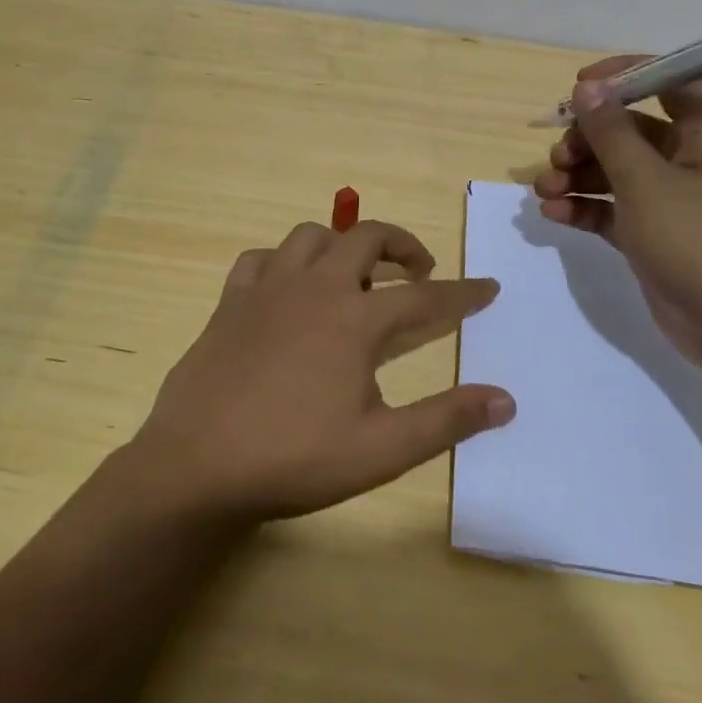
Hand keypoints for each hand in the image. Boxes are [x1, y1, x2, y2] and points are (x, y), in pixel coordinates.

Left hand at [122, 220, 512, 526]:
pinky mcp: (229, 302)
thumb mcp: (381, 450)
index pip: (425, 297)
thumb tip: (505, 400)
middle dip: (402, 245)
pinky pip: (260, 258)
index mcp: (354, 320)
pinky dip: (284, 261)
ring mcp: (266, 289)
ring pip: (311, 236)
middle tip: (419, 271)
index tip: (489, 287)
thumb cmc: (294, 459)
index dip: (462, 293)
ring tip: (355, 274)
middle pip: (366, 238)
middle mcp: (314, 288)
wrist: (196, 466)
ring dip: (342, 244)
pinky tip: (288, 287)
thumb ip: (446, 421)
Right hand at [533, 56, 701, 368]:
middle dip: (587, 138)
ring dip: (577, 175)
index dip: (624, 76)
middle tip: (558, 157)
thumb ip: (611, 132)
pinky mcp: (650, 234)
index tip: (579, 85)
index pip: (668, 81)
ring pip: (614, 171)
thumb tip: (587, 86)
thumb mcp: (645, 181)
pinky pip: (610, 208)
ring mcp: (668, 200)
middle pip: (628, 129)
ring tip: (545, 189)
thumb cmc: (695, 240)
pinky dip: (583, 207)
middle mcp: (687, 159)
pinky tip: (553, 214)